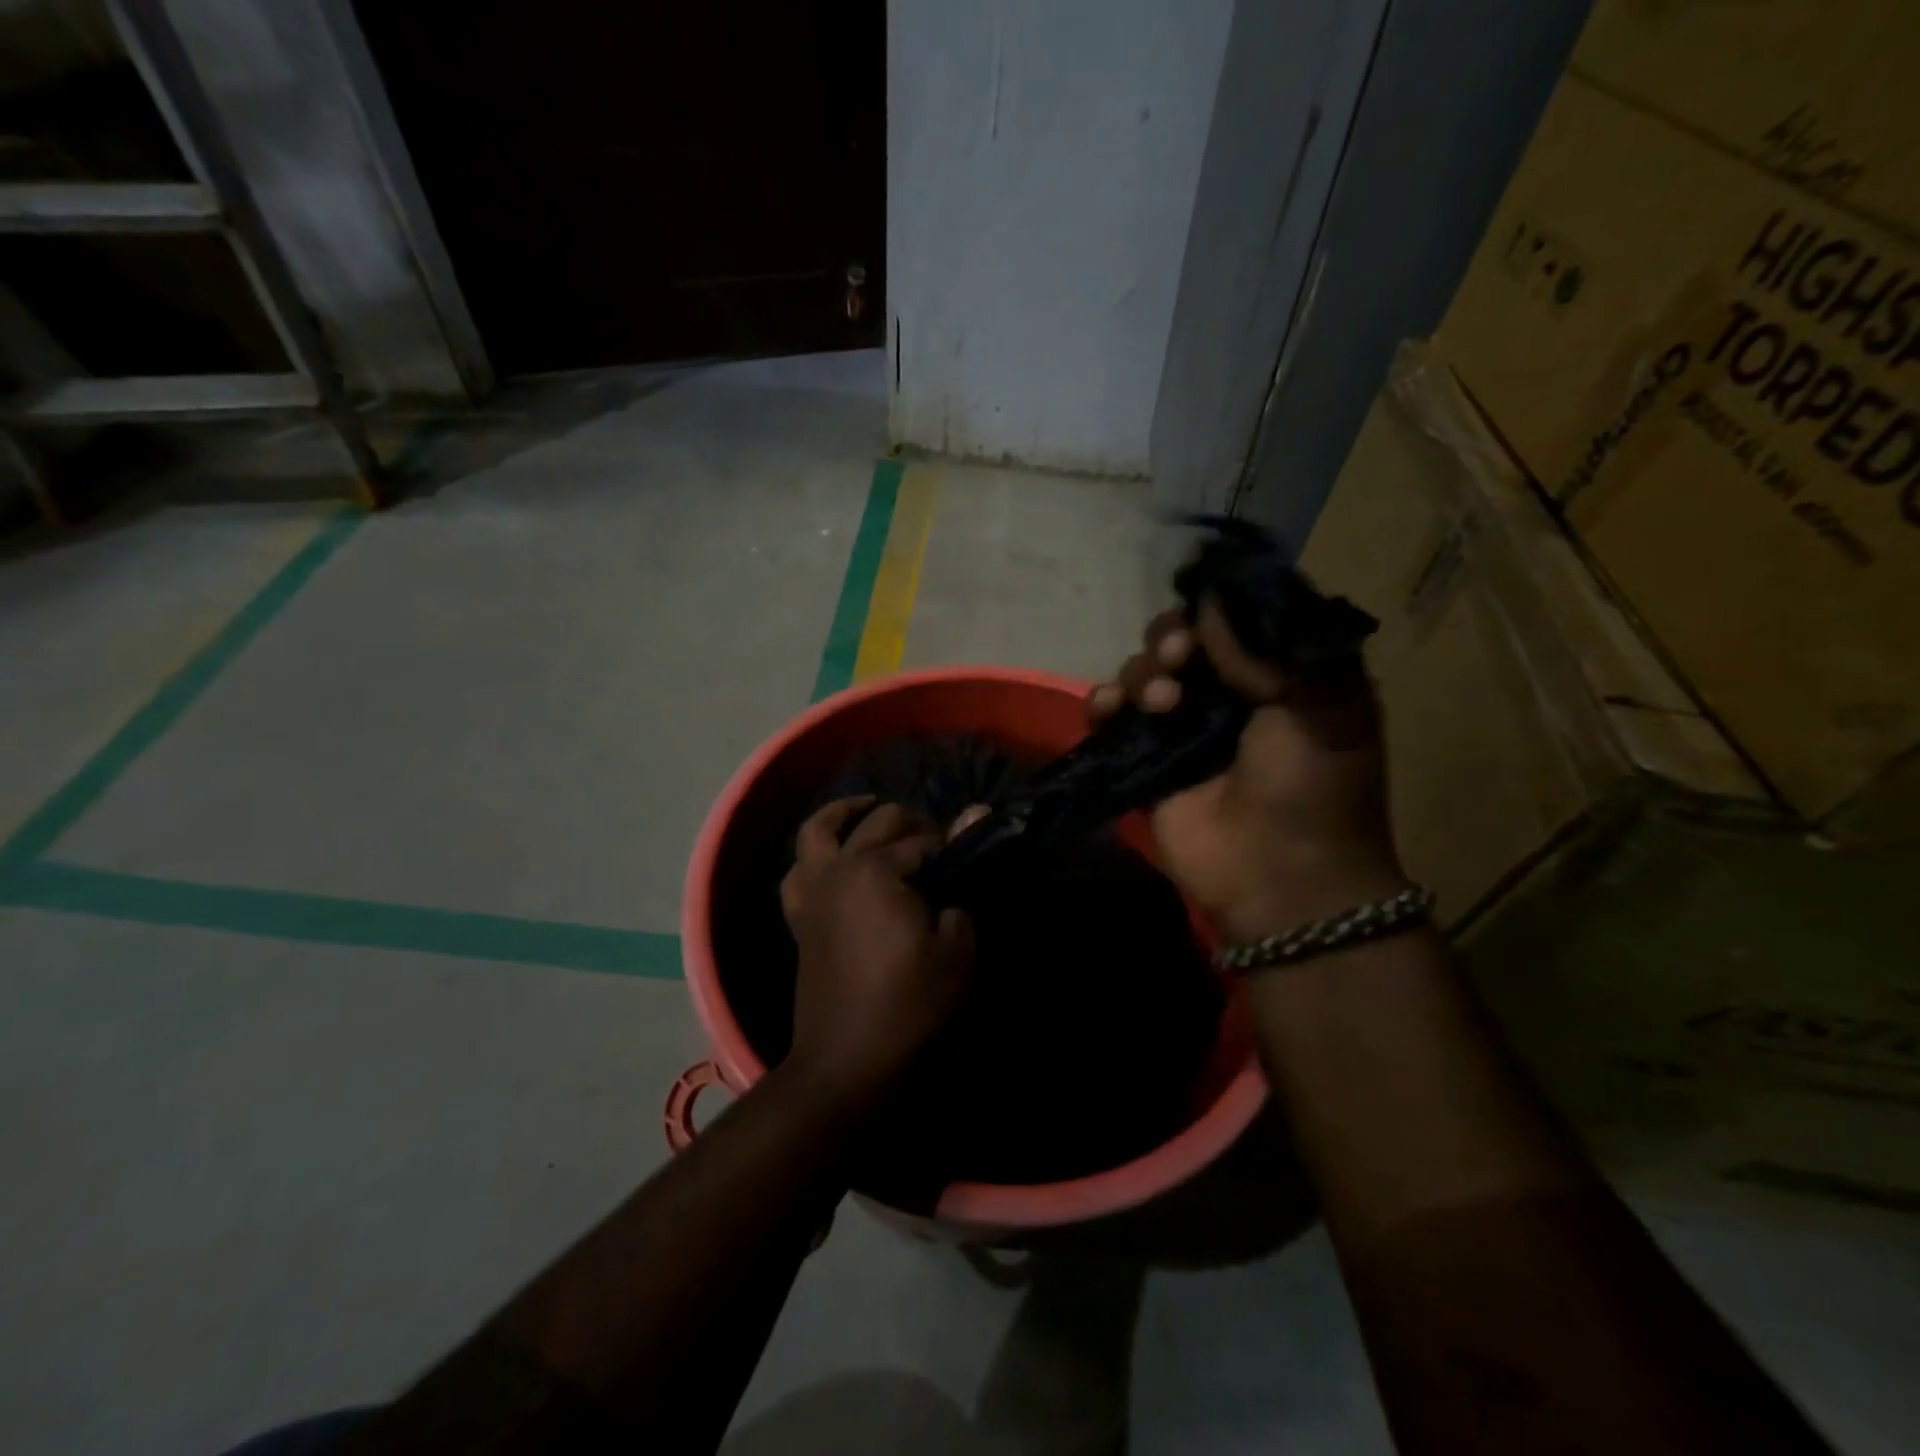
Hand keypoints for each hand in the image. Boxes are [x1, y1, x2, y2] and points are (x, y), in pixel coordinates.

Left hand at [779, 799, 974, 1110]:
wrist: (847, 1064)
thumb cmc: (910, 1006)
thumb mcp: (956, 948)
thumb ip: (961, 885)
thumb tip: (975, 822)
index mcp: (876, 870)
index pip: (924, 842)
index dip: (953, 848)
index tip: (972, 858)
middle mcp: (838, 868)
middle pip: (878, 823)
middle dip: (913, 824)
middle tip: (941, 843)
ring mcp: (813, 891)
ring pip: (819, 831)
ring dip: (845, 814)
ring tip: (869, 809)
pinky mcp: (800, 918)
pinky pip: (797, 872)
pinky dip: (812, 856)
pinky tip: (831, 858)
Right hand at [1090, 602, 1404, 941]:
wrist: (1282, 876)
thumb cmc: (1314, 786)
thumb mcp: (1323, 704)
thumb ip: (1267, 647)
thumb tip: (1208, 604)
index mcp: (1275, 674)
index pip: (1230, 620)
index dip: (1211, 610)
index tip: (1203, 620)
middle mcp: (1225, 694)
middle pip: (1178, 640)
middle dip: (1170, 641)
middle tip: (1179, 661)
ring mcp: (1180, 728)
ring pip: (1142, 673)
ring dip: (1142, 676)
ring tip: (1162, 705)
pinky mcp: (1143, 760)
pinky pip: (1109, 717)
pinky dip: (1101, 704)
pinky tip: (1107, 710)